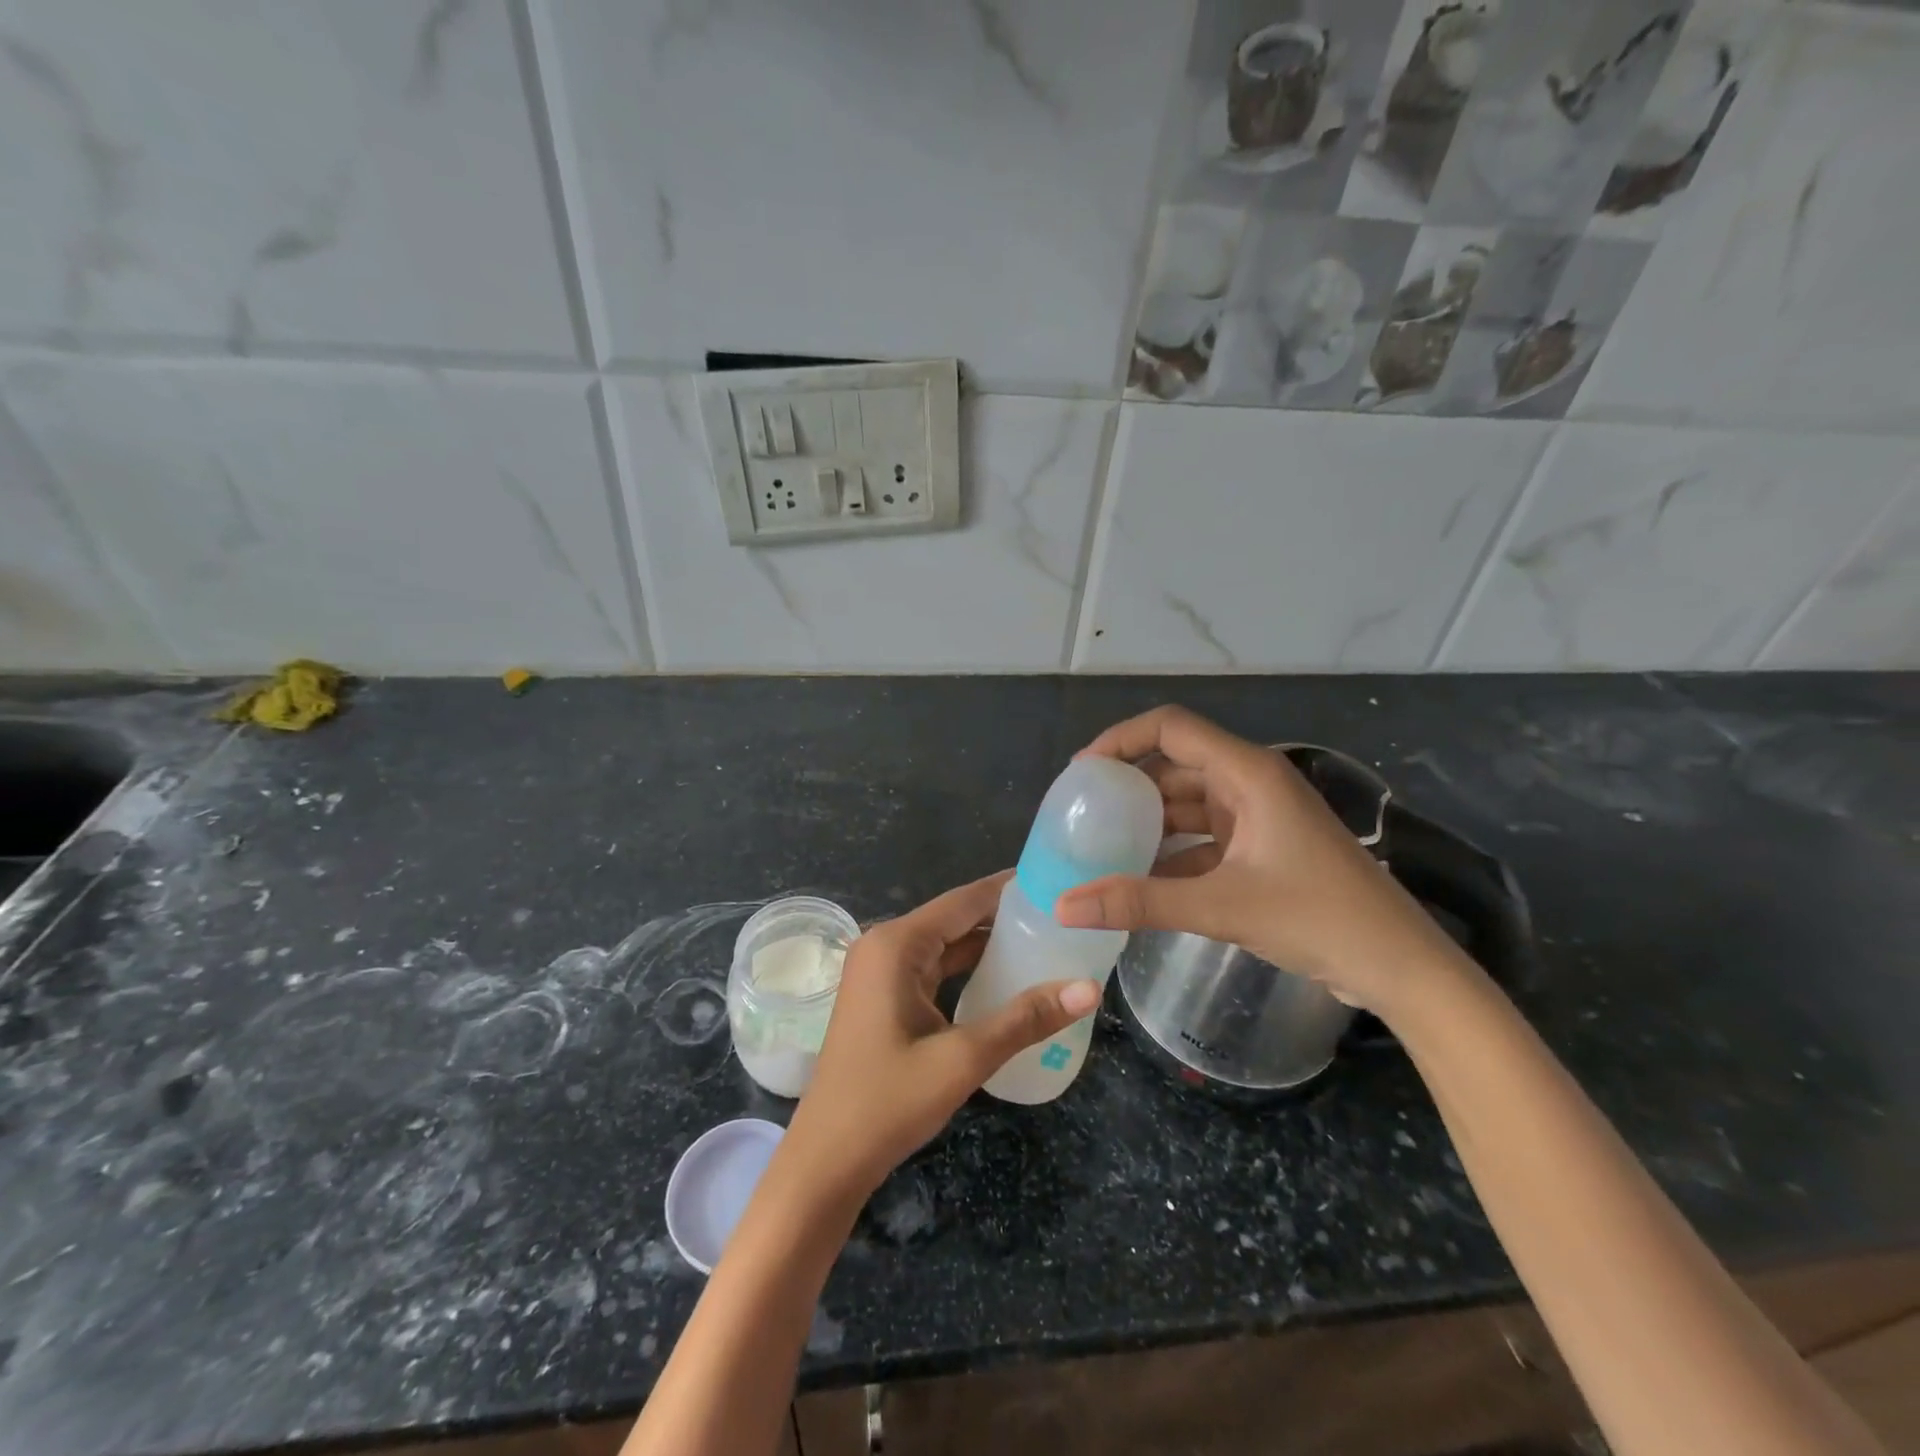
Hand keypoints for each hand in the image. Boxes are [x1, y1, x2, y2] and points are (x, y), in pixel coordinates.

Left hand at [782, 872, 1100, 1201]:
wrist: (827, 1160)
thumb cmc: (888, 1102)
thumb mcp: (963, 1058)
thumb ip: (1025, 1019)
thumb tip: (1089, 988)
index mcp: (896, 945)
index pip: (964, 900)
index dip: (1009, 889)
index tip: (1055, 878)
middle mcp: (885, 946)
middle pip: (955, 919)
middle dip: (1005, 916)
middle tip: (1061, 915)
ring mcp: (881, 972)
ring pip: (945, 945)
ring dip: (988, 944)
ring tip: (1046, 939)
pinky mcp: (883, 997)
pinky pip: (934, 969)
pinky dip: (968, 970)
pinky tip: (1006, 977)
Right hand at [1054, 706, 1470, 1017]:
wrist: (1400, 966)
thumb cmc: (1319, 918)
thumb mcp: (1221, 907)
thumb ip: (1139, 902)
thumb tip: (1063, 906)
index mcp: (1247, 772)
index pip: (1170, 727)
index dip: (1120, 739)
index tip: (1082, 774)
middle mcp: (1251, 782)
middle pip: (1175, 763)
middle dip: (1128, 784)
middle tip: (1082, 812)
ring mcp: (1259, 816)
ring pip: (1188, 802)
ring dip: (1148, 821)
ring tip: (1101, 844)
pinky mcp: (1263, 848)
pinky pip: (1204, 836)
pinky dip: (1172, 852)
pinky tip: (1141, 878)